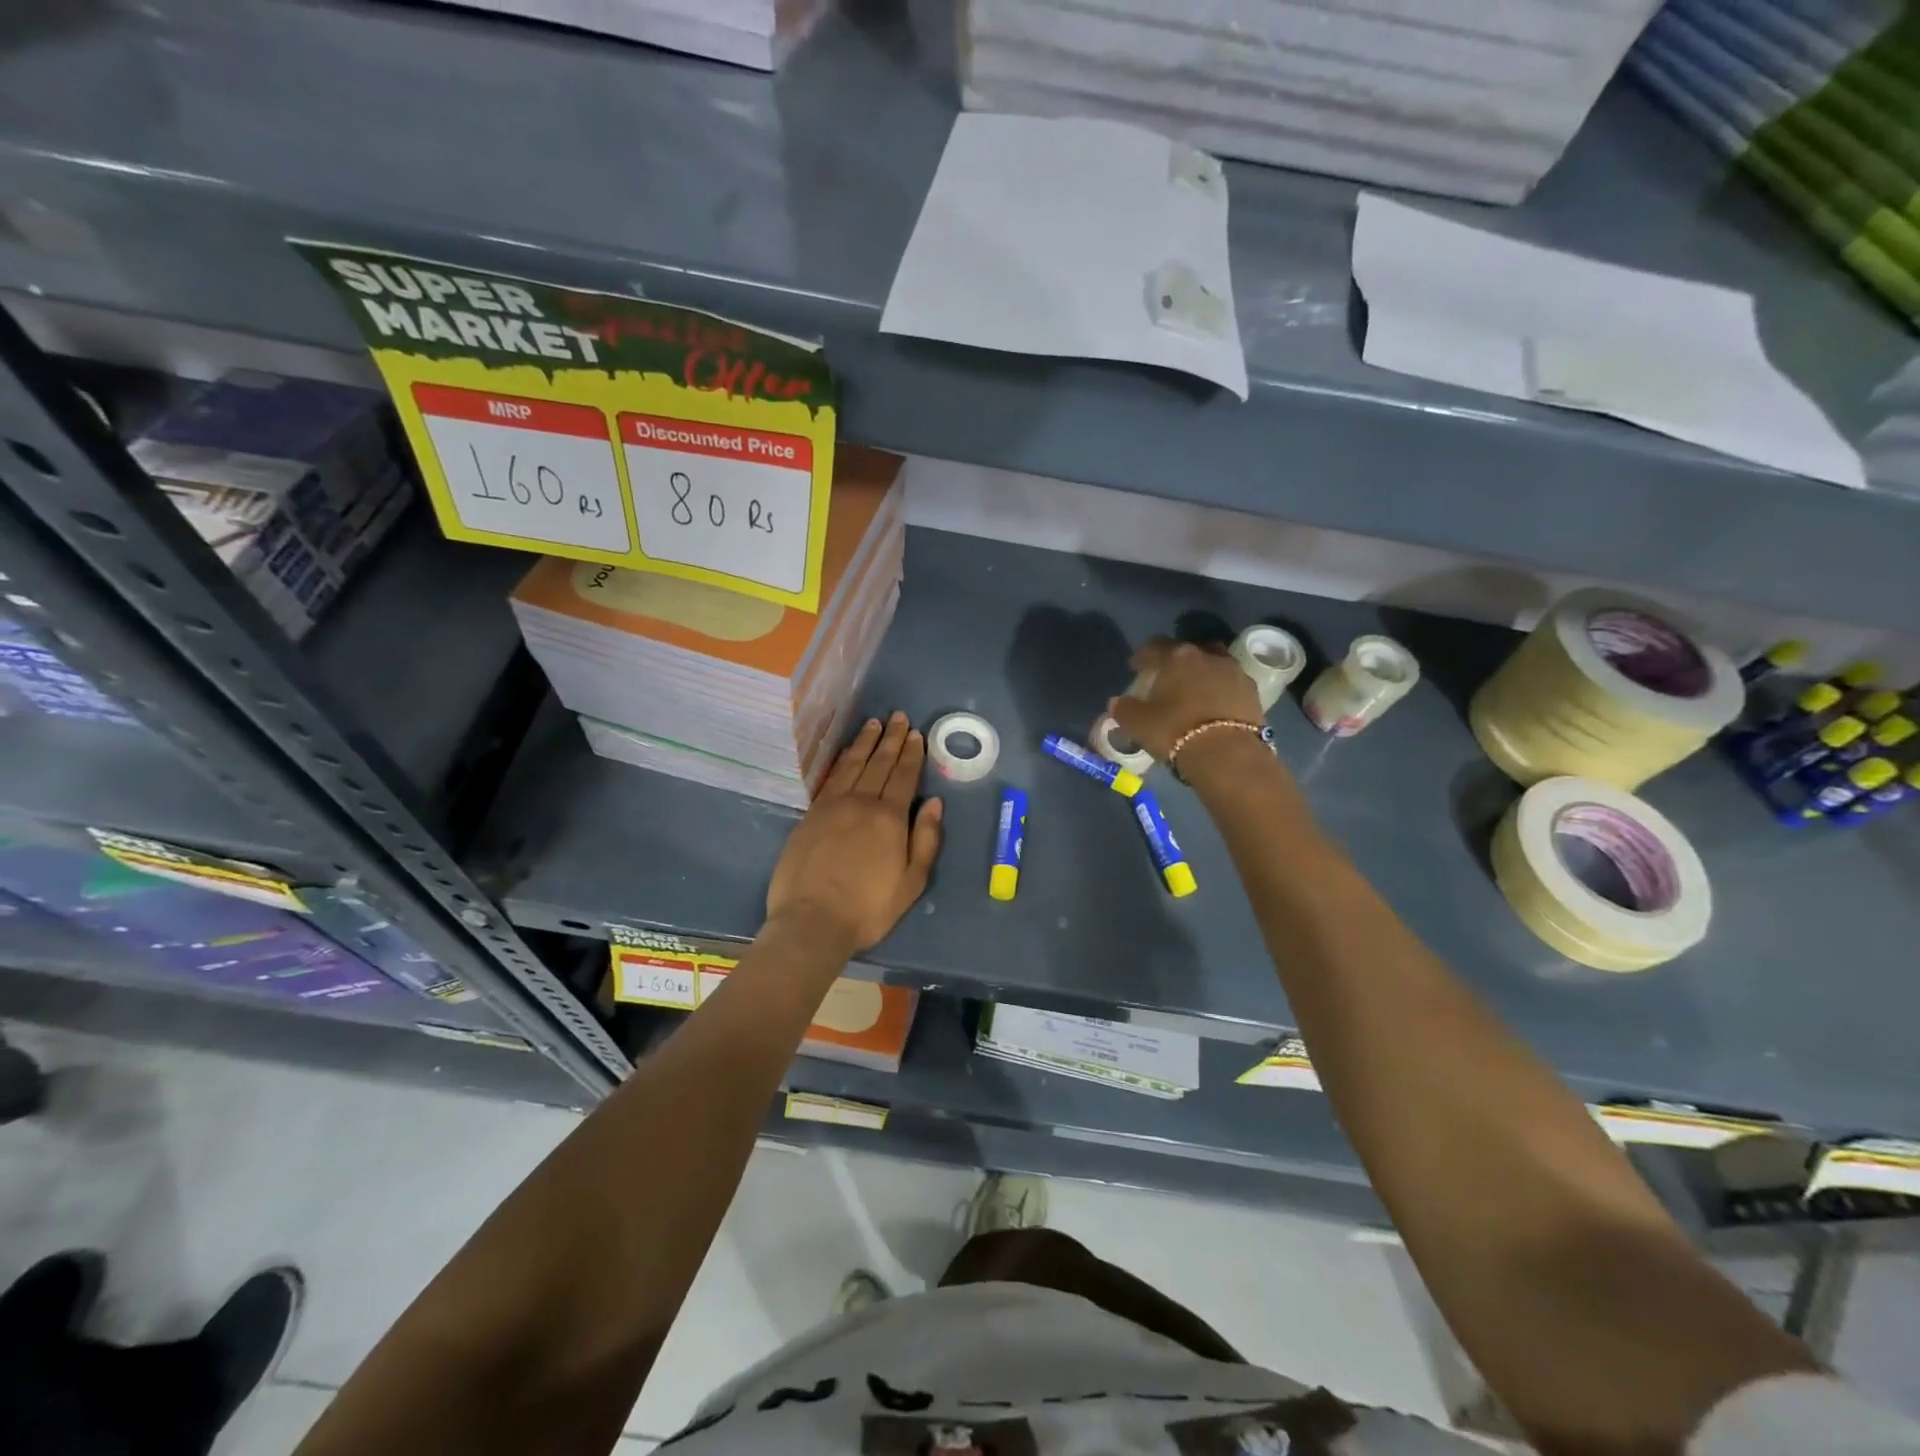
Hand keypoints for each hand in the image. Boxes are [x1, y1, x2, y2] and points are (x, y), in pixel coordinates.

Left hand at [766, 713, 944, 954]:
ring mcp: (832, 806)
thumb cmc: (868, 908)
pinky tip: (847, 753)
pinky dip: (841, 761)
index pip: (904, 776)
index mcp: (890, 818)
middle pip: (879, 763)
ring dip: (865, 743)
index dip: (911, 754)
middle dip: (891, 739)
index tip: (916, 734)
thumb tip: (935, 803)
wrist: (812, 921)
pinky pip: (830, 778)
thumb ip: (926, 839)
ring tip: (874, 724)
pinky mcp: (810, 815)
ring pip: (852, 765)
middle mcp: (861, 803)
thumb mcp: (911, 882)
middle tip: (898, 717)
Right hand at [1108, 638, 1266, 763]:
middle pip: (1187, 650)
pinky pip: (1230, 684)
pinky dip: (1220, 690)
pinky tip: (1213, 706)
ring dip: (1202, 673)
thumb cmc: (1175, 731)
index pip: (1154, 646)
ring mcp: (1234, 672)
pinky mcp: (1253, 692)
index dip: (1142, 656)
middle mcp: (1207, 656)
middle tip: (1167, 678)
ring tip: (1194, 691)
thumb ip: (1123, 709)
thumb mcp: (1138, 723)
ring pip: (1213, 664)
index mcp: (1177, 657)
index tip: (1135, 667)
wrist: (1228, 755)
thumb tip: (1117, 702)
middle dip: (1176, 661)